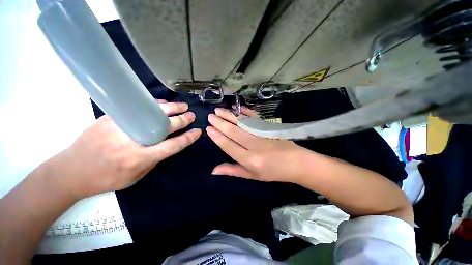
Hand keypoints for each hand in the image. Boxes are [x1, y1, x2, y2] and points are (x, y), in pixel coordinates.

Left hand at [52, 100, 200, 198]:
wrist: (72, 171)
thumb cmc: (106, 179)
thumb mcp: (135, 177)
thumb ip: (154, 160)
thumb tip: (167, 144)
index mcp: (141, 158)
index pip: (173, 145)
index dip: (188, 138)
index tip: (197, 131)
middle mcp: (134, 140)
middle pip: (166, 126)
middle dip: (182, 120)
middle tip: (191, 115)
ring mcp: (122, 126)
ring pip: (153, 113)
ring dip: (171, 108)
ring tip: (182, 105)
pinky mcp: (112, 117)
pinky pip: (138, 108)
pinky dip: (153, 105)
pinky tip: (162, 104)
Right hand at [206, 106, 310, 182]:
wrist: (296, 163)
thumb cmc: (273, 172)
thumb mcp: (252, 176)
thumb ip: (233, 170)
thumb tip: (214, 170)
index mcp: (249, 159)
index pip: (228, 146)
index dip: (218, 137)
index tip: (209, 129)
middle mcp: (254, 145)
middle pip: (234, 132)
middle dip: (220, 123)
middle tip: (210, 116)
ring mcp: (262, 134)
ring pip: (242, 123)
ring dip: (229, 115)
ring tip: (219, 110)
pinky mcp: (268, 127)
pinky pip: (255, 117)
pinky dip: (245, 111)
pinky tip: (237, 108)